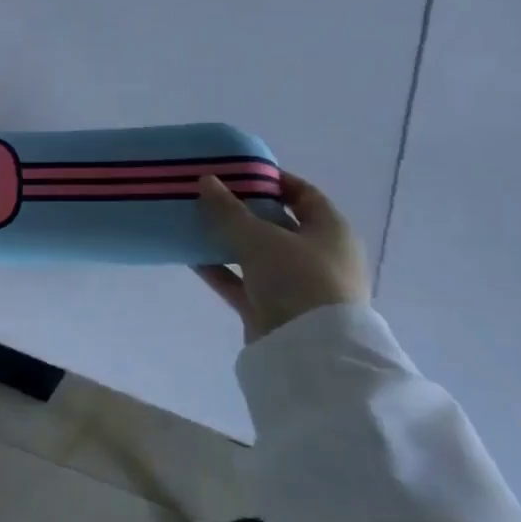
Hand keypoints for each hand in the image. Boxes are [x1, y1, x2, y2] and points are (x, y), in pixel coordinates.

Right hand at [194, 171, 369, 342]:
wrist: (310, 351)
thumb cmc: (297, 279)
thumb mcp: (259, 237)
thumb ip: (228, 210)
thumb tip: (206, 180)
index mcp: (330, 231)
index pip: (303, 194)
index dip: (272, 179)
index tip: (237, 171)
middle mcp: (318, 255)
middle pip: (277, 223)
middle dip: (242, 209)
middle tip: (208, 195)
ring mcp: (296, 284)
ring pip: (256, 253)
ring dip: (227, 240)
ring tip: (193, 222)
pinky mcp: (273, 308)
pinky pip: (242, 281)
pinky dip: (219, 269)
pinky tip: (190, 256)